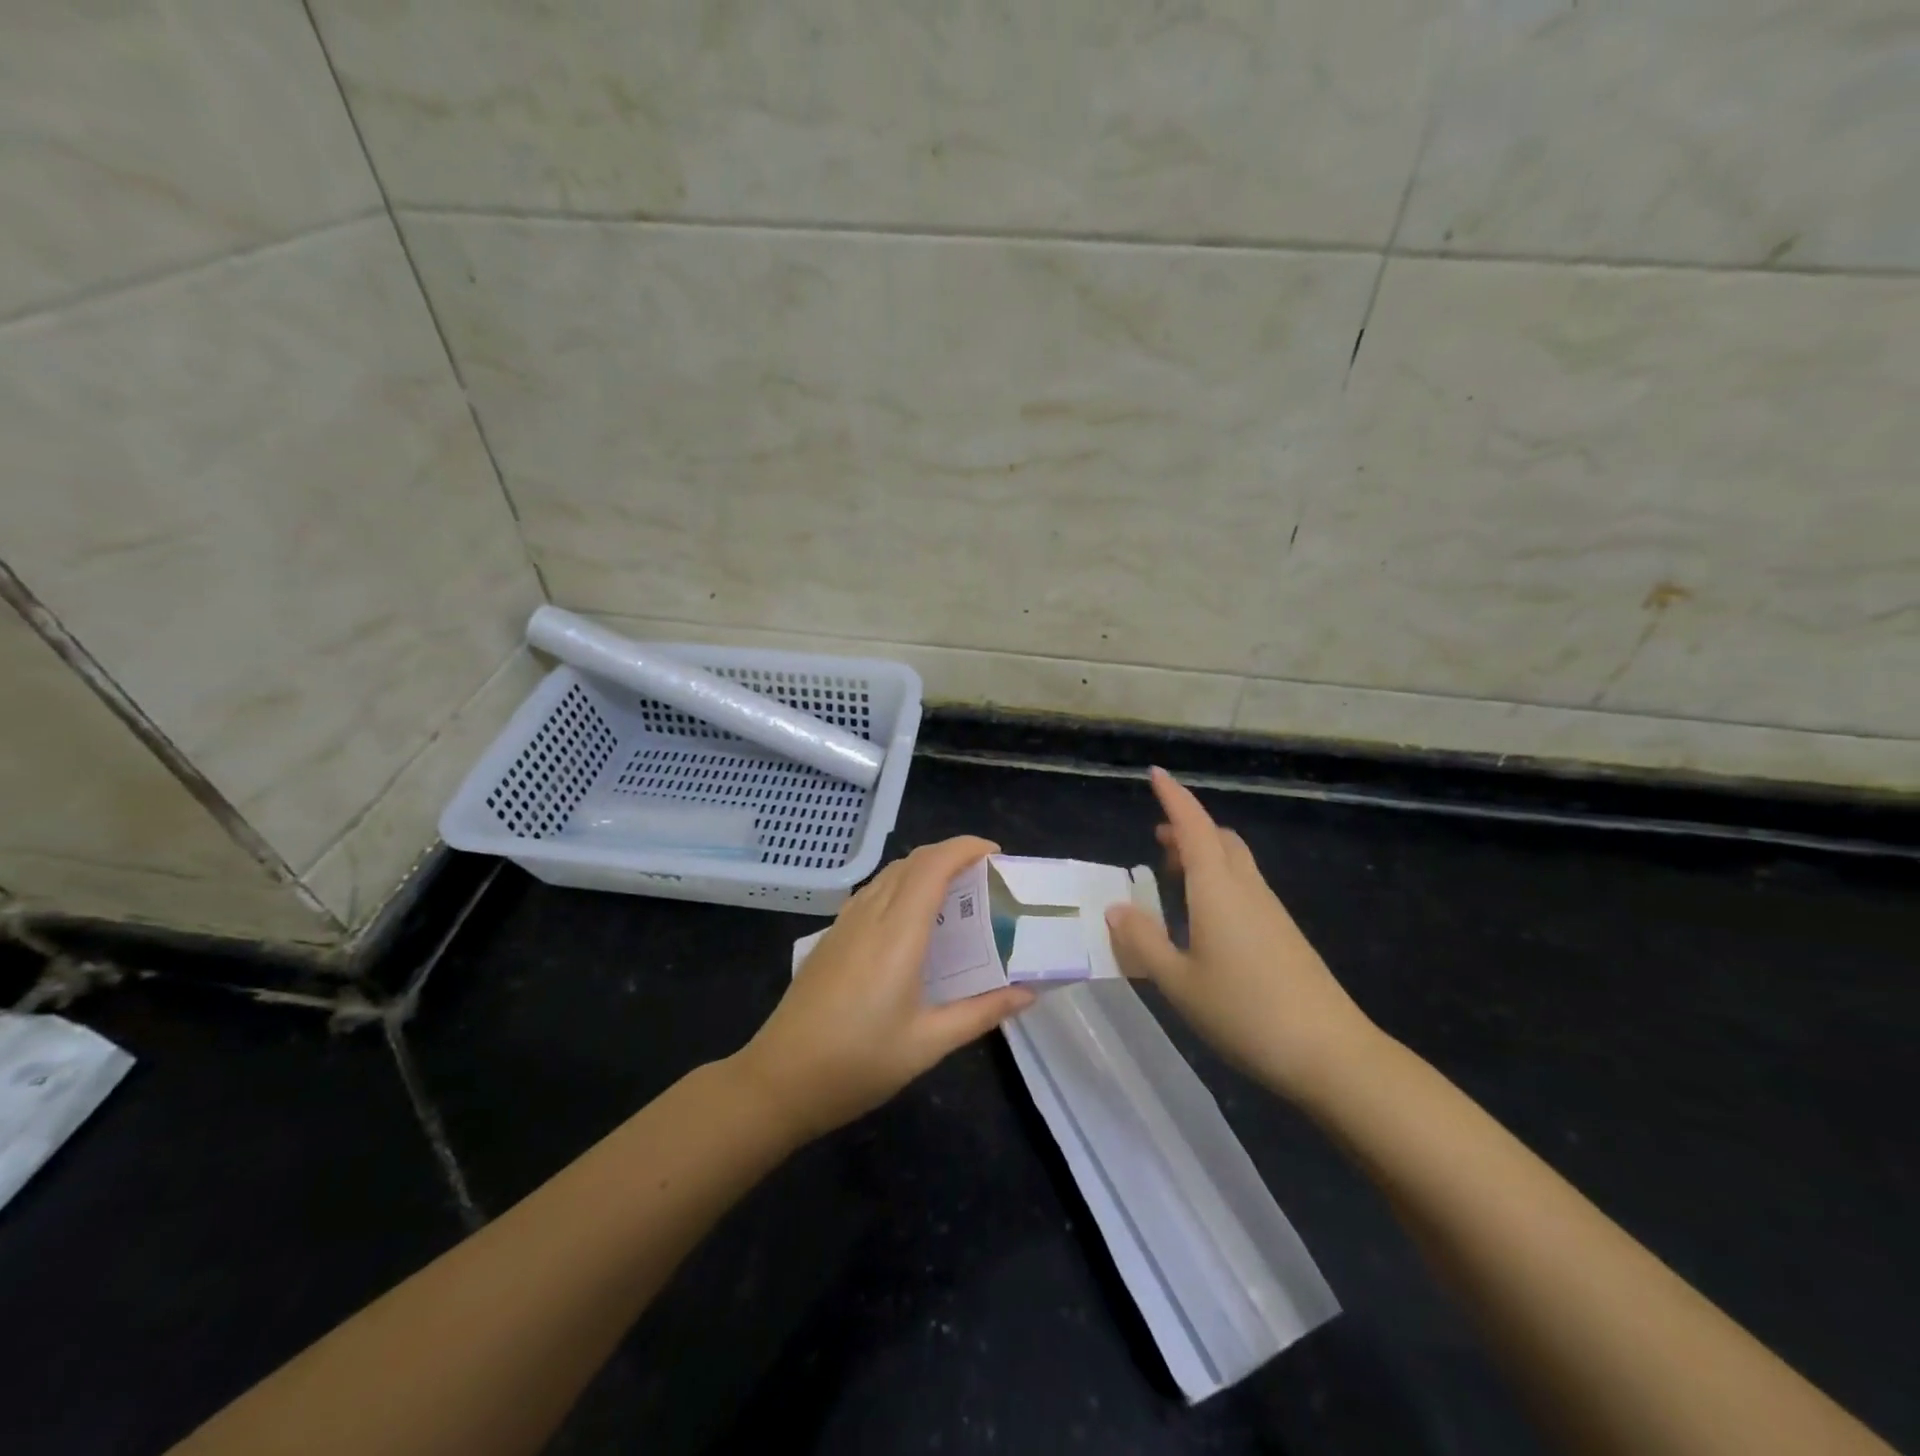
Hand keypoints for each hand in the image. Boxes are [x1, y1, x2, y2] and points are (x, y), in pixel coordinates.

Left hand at [735, 836, 1035, 1140]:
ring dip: (925, 869)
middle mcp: (870, 915)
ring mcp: (845, 924)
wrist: (779, 1080)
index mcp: (898, 933)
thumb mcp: (928, 1044)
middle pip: (912, 861)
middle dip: (951, 855)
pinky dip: (901, 886)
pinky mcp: (831, 937)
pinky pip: (872, 892)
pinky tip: (912, 923)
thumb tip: (1028, 993)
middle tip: (984, 879)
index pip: (933, 865)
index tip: (996, 855)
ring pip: (889, 874)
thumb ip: (981, 1012)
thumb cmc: (858, 1063)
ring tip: (955, 897)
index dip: (966, 848)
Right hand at [1105, 768, 1379, 1103]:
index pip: (1194, 826)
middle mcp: (1246, 888)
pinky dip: (1219, 881)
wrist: (1330, 1053)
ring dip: (1204, 854)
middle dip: (1188, 828)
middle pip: (1220, 838)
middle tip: (1158, 841)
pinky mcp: (1284, 934)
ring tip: (1173, 876)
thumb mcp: (1178, 982)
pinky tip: (1205, 918)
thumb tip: (1116, 908)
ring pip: (1235, 862)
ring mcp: (1271, 910)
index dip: (1174, 797)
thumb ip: (1143, 942)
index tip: (1155, 773)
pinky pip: (1245, 887)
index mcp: (1217, 889)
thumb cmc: (1244, 1011)